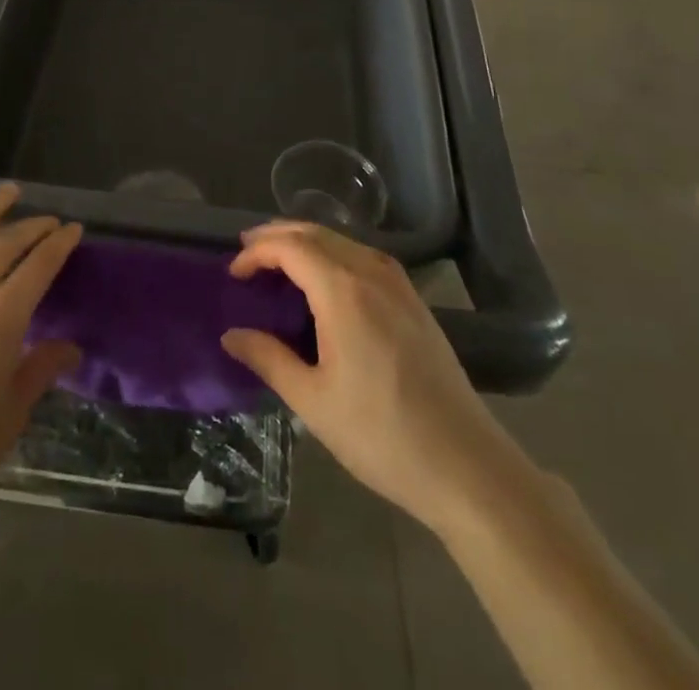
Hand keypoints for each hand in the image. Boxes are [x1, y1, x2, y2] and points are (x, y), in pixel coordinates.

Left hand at [0, 187, 82, 547]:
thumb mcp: (10, 415)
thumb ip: (40, 370)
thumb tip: (71, 348)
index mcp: (1, 319)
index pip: (39, 266)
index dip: (60, 243)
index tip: (73, 229)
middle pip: (6, 244)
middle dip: (33, 226)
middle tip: (48, 220)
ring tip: (6, 194)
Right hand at [221, 222, 521, 533]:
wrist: (467, 466)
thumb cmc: (382, 435)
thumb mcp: (313, 401)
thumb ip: (268, 359)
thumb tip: (231, 335)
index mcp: (344, 291)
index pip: (290, 247)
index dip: (257, 251)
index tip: (233, 273)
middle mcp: (372, 273)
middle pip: (316, 232)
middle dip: (277, 236)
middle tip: (246, 251)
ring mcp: (399, 285)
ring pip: (342, 241)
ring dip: (306, 242)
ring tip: (279, 262)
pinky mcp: (414, 302)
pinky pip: (364, 257)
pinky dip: (333, 254)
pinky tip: (326, 281)